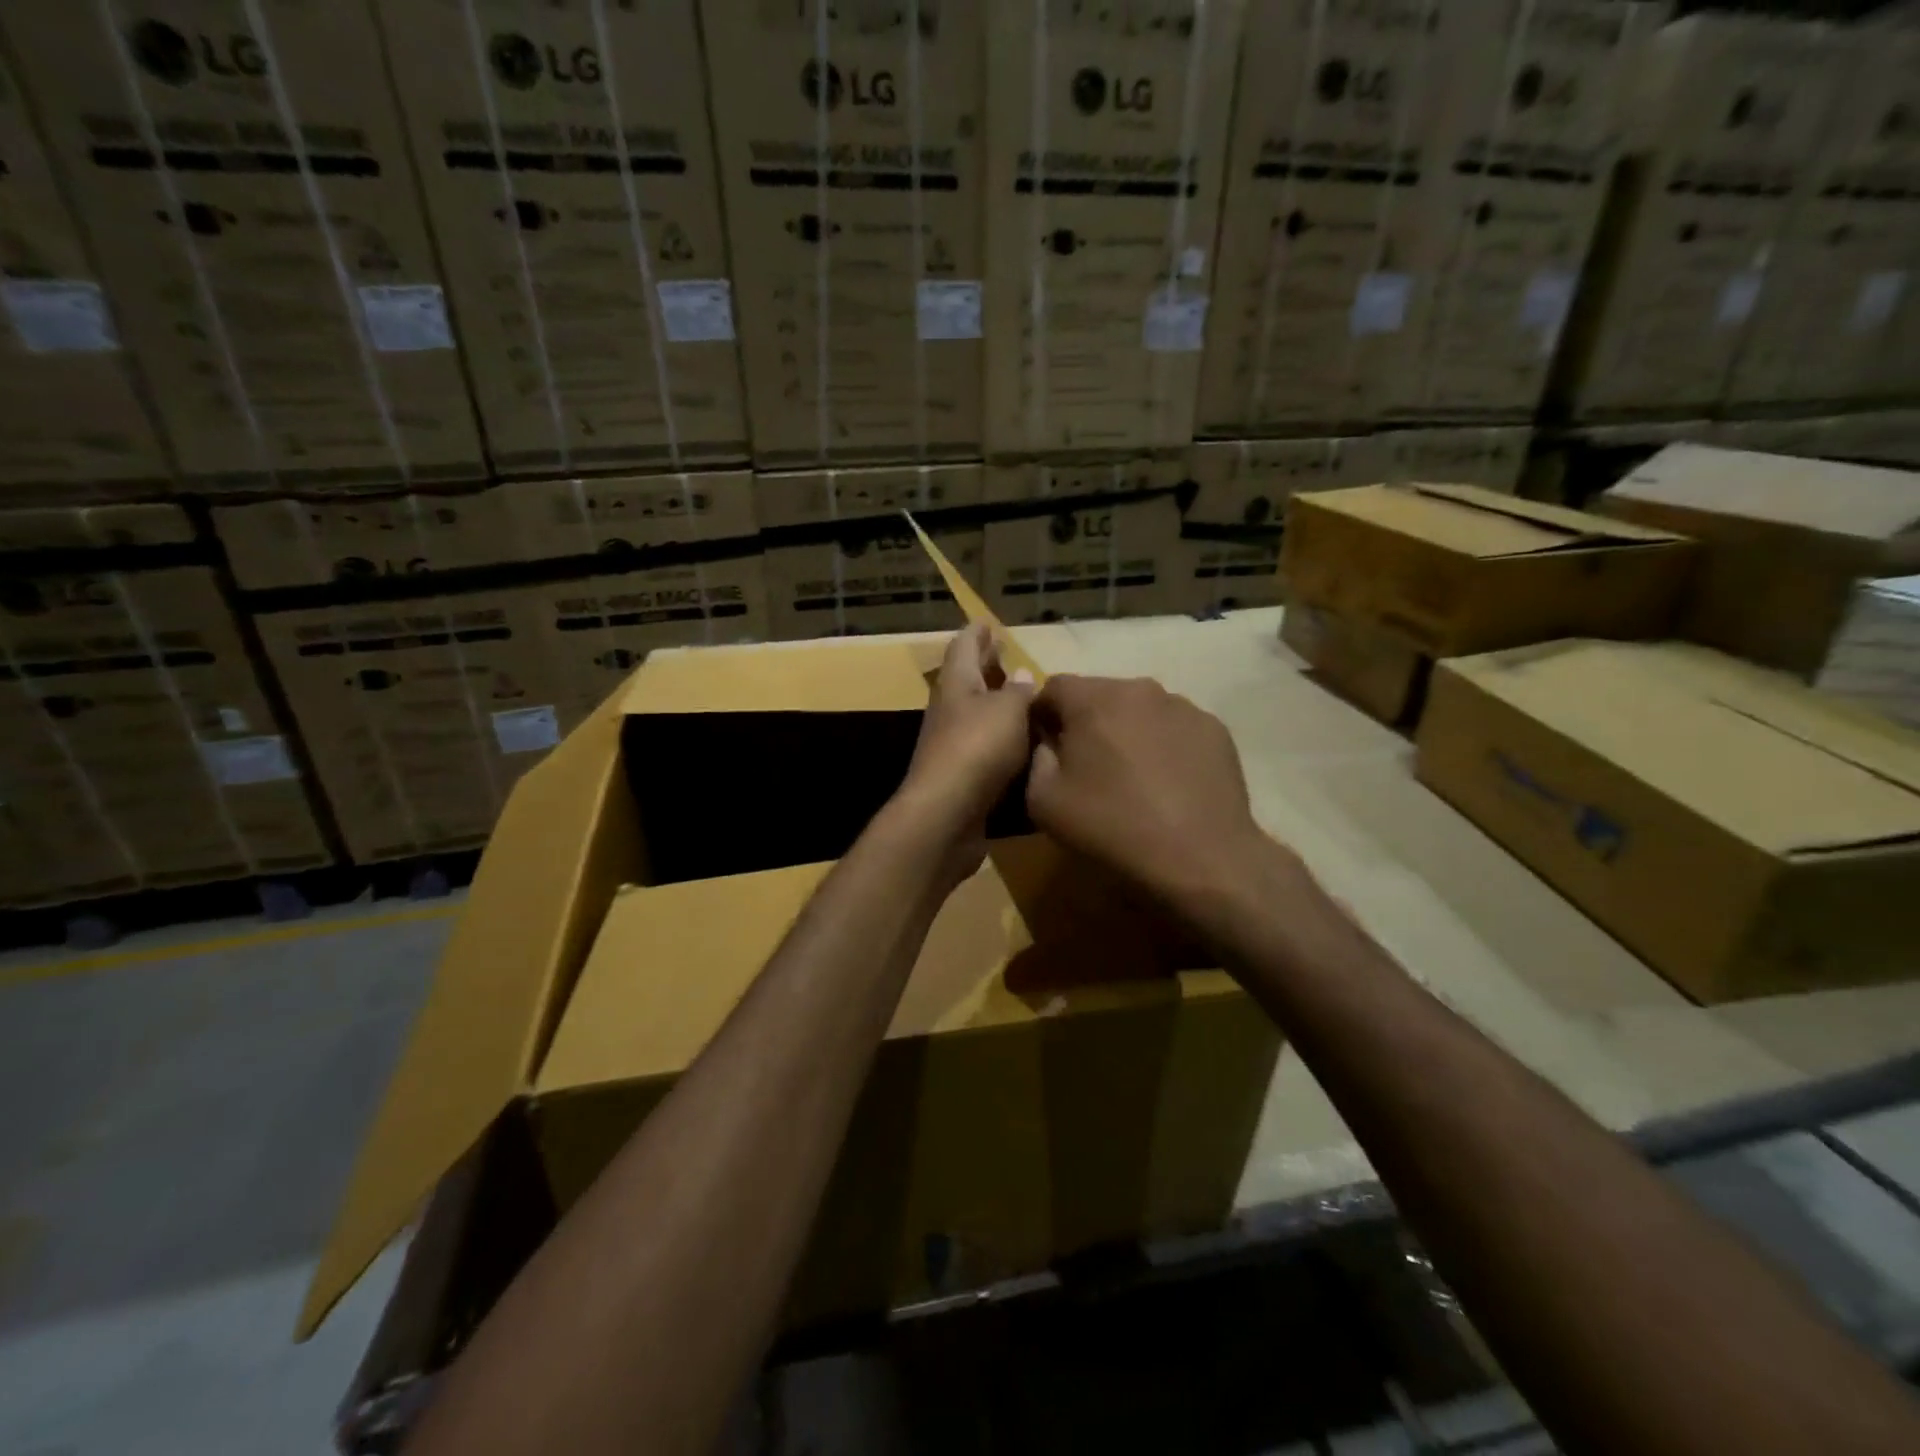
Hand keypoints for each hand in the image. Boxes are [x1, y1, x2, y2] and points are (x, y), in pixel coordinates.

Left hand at [893, 624, 1036, 880]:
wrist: (946, 814)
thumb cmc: (977, 748)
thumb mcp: (1008, 710)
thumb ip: (1017, 692)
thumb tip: (1020, 674)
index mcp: (956, 684)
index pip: (963, 648)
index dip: (976, 634)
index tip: (986, 623)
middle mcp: (949, 710)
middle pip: (966, 680)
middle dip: (984, 666)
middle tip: (1002, 653)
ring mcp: (951, 745)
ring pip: (974, 714)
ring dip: (993, 702)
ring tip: (1018, 695)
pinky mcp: (960, 776)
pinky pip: (982, 746)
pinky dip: (999, 737)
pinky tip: (1018, 742)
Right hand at [1027, 674, 1279, 916]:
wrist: (1199, 857)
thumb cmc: (1112, 825)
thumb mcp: (1043, 801)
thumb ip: (1035, 759)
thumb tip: (1048, 743)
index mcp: (1093, 699)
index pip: (1053, 687)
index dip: (1042, 715)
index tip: (1045, 749)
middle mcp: (1139, 689)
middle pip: (1099, 695)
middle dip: (1086, 722)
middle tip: (1086, 767)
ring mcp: (1183, 707)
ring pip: (1139, 710)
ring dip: (1127, 732)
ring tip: (1131, 777)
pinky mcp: (1215, 729)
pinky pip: (1174, 729)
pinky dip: (1164, 746)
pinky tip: (1167, 784)